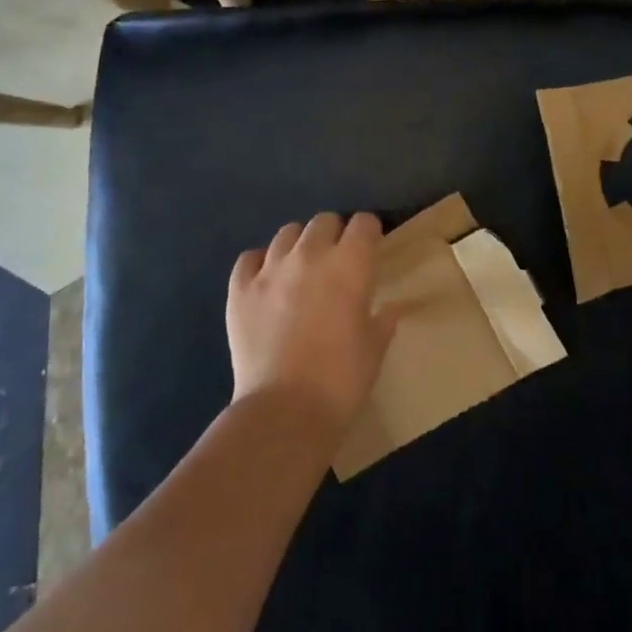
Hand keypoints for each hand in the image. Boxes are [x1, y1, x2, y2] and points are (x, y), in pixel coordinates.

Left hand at [227, 212, 398, 436]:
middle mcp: (310, 255)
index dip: (369, 232)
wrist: (285, 410)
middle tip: (338, 260)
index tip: (371, 247)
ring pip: (287, 233)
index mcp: (350, 265)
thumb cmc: (342, 378)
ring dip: (300, 244)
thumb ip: (383, 320)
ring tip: (302, 268)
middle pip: (324, 221)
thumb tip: (392, 308)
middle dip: (335, 234)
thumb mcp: (374, 348)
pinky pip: (250, 258)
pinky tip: (268, 281)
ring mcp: (270, 270)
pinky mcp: (239, 290)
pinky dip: (261, 263)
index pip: (363, 223)